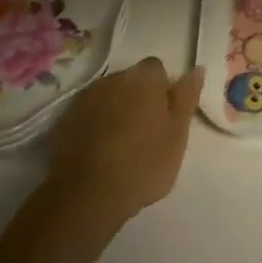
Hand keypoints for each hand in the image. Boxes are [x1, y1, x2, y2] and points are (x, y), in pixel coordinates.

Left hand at [45, 58, 202, 226]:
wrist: (87, 194)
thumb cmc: (143, 164)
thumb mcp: (177, 134)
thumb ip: (187, 97)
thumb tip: (197, 68)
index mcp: (144, 77)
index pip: (157, 69)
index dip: (162, 90)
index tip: (165, 117)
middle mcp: (113, 78)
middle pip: (131, 81)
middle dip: (138, 98)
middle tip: (145, 133)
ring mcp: (85, 97)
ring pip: (108, 97)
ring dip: (115, 111)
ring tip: (120, 145)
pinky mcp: (64, 119)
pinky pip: (87, 115)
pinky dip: (94, 125)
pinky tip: (98, 152)